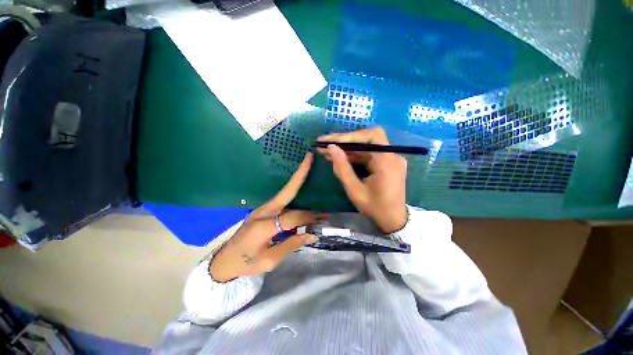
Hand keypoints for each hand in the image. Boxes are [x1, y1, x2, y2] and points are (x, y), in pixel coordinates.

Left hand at [209, 152, 321, 282]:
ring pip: (284, 192)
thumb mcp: (269, 261)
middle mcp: (263, 212)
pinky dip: (293, 190)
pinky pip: (282, 198)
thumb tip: (312, 234)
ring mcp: (262, 208)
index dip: (309, 217)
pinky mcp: (263, 209)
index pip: (293, 217)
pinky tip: (302, 187)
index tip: (324, 216)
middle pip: (287, 192)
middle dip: (300, 176)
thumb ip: (291, 245)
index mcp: (263, 226)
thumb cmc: (246, 263)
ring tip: (310, 169)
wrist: (224, 260)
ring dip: (298, 181)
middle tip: (311, 160)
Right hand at [317, 127, 407, 233]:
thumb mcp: (355, 190)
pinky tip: (339, 157)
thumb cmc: (375, 208)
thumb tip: (331, 148)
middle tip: (324, 143)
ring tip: (327, 150)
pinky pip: (368, 155)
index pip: (372, 136)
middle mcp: (392, 156)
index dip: (350, 136)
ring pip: (365, 147)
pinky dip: (353, 155)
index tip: (331, 141)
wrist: (393, 221)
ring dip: (346, 148)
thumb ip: (342, 168)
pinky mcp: (386, 163)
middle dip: (344, 141)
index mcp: (387, 162)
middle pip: (367, 139)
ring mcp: (390, 159)